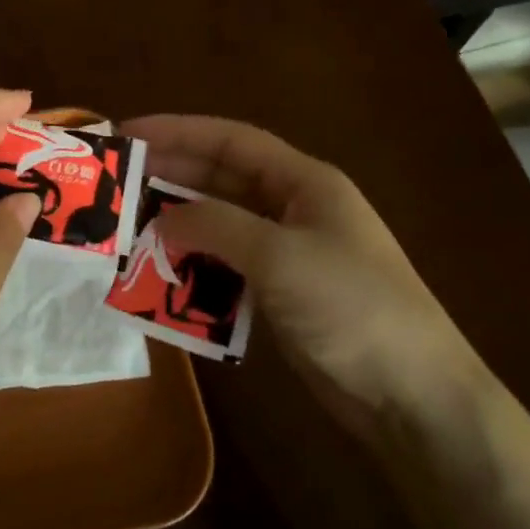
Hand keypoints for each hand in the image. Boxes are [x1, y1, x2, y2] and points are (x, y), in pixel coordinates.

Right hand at [123, 115, 486, 439]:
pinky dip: (195, 267)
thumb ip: (214, 227)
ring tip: (127, 230)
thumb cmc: (352, 307)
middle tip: (116, 185)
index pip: (230, 141)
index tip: (127, 135)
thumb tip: (158, 221)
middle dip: (169, 178)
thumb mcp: (279, 256)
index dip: (178, 131)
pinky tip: (161, 276)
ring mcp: (288, 253)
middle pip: (221, 180)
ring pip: (220, 224)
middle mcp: (294, 208)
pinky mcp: (281, 293)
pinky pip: (226, 266)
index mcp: (304, 182)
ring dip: (178, 226)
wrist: (413, 397)